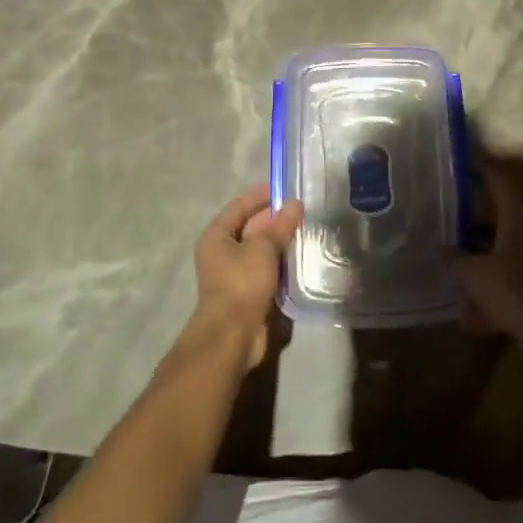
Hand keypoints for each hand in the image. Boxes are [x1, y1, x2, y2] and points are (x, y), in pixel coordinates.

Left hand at [192, 186, 302, 368]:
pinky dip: (281, 262)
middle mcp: (222, 251)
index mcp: (217, 235)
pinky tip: (300, 256)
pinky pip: (266, 269)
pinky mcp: (248, 292)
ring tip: (306, 229)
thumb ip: (280, 225)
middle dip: (275, 218)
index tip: (285, 187)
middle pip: (250, 227)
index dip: (261, 195)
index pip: (240, 206)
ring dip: (280, 241)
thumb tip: (296, 204)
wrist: (233, 335)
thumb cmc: (242, 282)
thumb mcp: (263, 248)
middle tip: (302, 210)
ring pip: (260, 249)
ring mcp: (234, 273)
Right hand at [454, 159, 522, 335]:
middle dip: (474, 218)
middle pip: (499, 220)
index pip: (500, 184)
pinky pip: (502, 289)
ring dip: (477, 259)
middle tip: (449, 211)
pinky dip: (485, 299)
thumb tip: (441, 250)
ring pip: (499, 255)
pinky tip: (465, 317)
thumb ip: (455, 260)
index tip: (467, 161)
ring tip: (450, 263)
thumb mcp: (474, 273)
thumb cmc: (512, 290)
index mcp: (515, 222)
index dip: (485, 170)